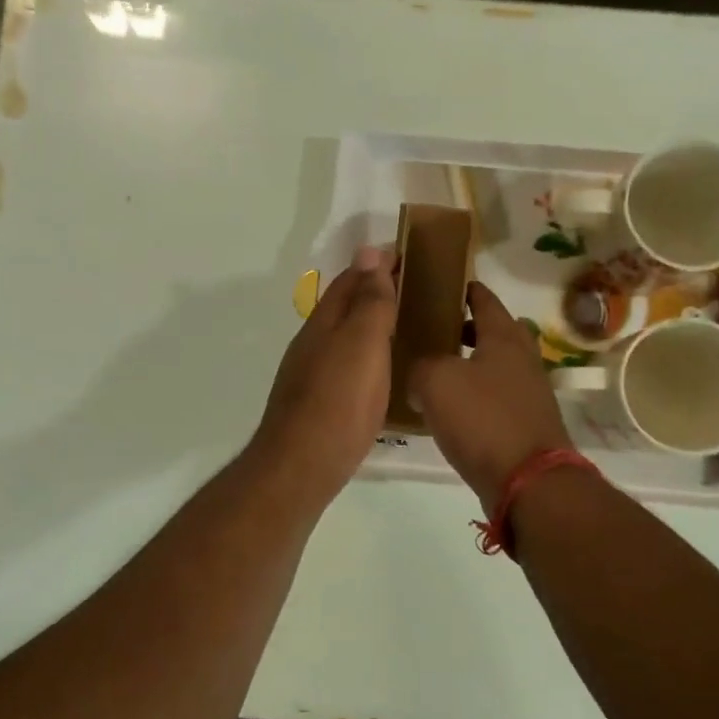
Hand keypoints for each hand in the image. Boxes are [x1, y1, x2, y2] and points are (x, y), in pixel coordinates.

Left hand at [252, 247, 395, 505]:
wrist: (302, 466)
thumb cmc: (338, 400)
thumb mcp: (362, 343)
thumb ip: (370, 301)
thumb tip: (370, 252)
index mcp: (324, 323)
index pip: (351, 279)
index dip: (377, 264)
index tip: (409, 254)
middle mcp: (312, 344)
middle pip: (344, 307)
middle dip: (374, 292)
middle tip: (415, 290)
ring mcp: (311, 375)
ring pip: (344, 338)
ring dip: (370, 325)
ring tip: (406, 327)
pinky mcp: (318, 404)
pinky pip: (346, 366)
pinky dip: (367, 356)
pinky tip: (382, 372)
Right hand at [410, 281, 572, 507]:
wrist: (528, 481)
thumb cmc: (482, 420)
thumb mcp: (436, 382)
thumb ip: (421, 366)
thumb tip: (420, 374)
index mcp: (504, 338)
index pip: (485, 300)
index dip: (465, 290)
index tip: (445, 285)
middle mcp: (523, 359)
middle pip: (497, 332)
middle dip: (469, 328)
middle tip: (437, 331)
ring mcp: (530, 393)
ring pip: (497, 366)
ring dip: (473, 364)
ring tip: (438, 371)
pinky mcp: (528, 424)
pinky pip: (498, 397)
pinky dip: (478, 395)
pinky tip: (453, 410)